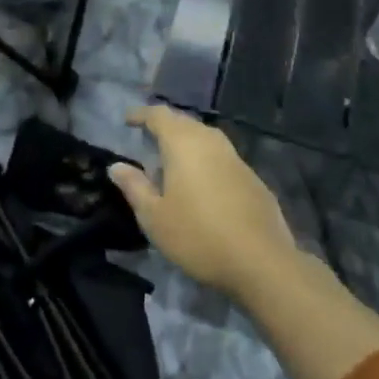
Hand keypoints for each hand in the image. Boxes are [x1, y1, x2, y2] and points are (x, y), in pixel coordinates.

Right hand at [109, 106, 298, 300]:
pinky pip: (222, 157)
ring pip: (206, 138)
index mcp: (184, 144)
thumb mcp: (154, 217)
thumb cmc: (198, 236)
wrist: (262, 263)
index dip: (141, 114)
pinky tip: (202, 183)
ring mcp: (236, 160)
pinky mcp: (253, 179)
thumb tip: (117, 166)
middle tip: (148, 138)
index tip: (127, 120)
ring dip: (187, 141)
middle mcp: (211, 143)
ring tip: (172, 159)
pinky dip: (206, 160)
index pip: (159, 115)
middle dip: (165, 125)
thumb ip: (134, 187)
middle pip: (185, 122)